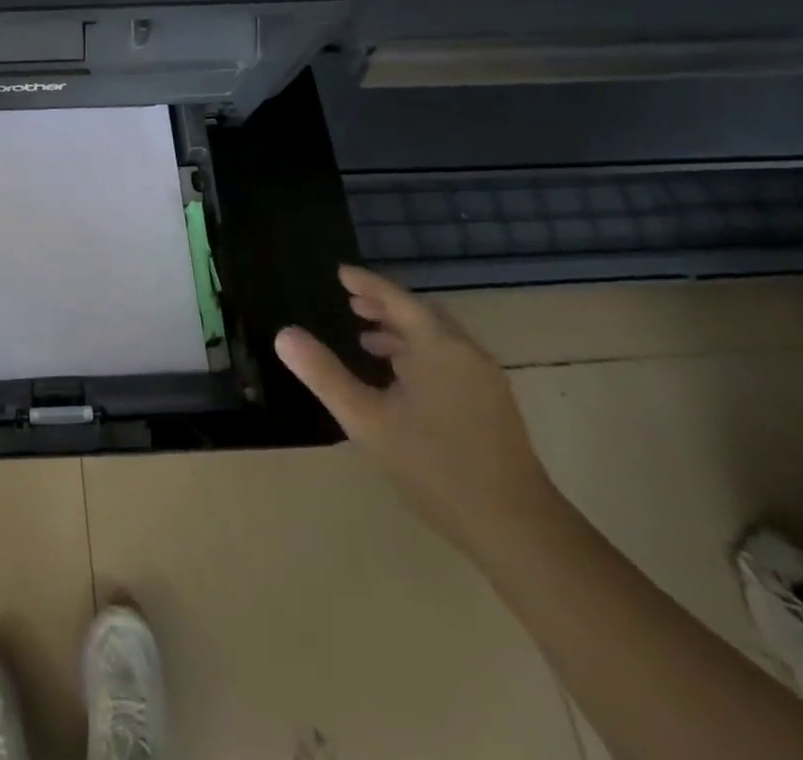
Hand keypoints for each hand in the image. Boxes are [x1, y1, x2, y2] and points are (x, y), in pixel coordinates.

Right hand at [275, 265, 553, 553]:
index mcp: (437, 347)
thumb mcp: (366, 420)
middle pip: (421, 315)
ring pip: (437, 339)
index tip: (340, 272)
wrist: (518, 529)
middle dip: (384, 305)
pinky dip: (420, 353)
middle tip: (350, 302)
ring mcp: (484, 380)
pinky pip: (449, 359)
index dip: (366, 283)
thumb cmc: (435, 467)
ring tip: (368, 340)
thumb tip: (284, 334)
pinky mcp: (492, 405)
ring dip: (402, 331)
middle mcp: (465, 353)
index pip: (396, 299)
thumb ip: (324, 374)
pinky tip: (401, 380)